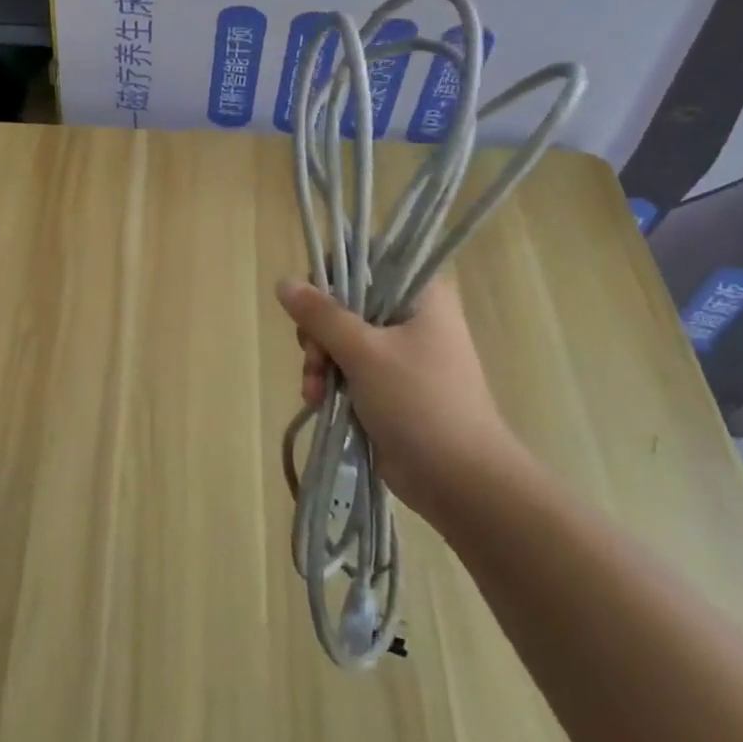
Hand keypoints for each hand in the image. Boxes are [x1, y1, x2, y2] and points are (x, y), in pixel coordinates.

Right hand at [276, 273, 523, 517]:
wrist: (459, 478)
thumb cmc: (419, 401)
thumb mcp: (364, 352)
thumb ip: (320, 315)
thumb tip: (283, 282)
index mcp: (420, 295)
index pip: (367, 262)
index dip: (333, 278)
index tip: (314, 305)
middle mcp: (410, 317)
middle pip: (344, 303)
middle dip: (318, 332)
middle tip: (314, 357)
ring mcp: (398, 353)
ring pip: (339, 339)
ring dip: (318, 362)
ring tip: (314, 391)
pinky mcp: (386, 385)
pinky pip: (345, 369)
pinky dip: (328, 382)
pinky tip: (318, 402)